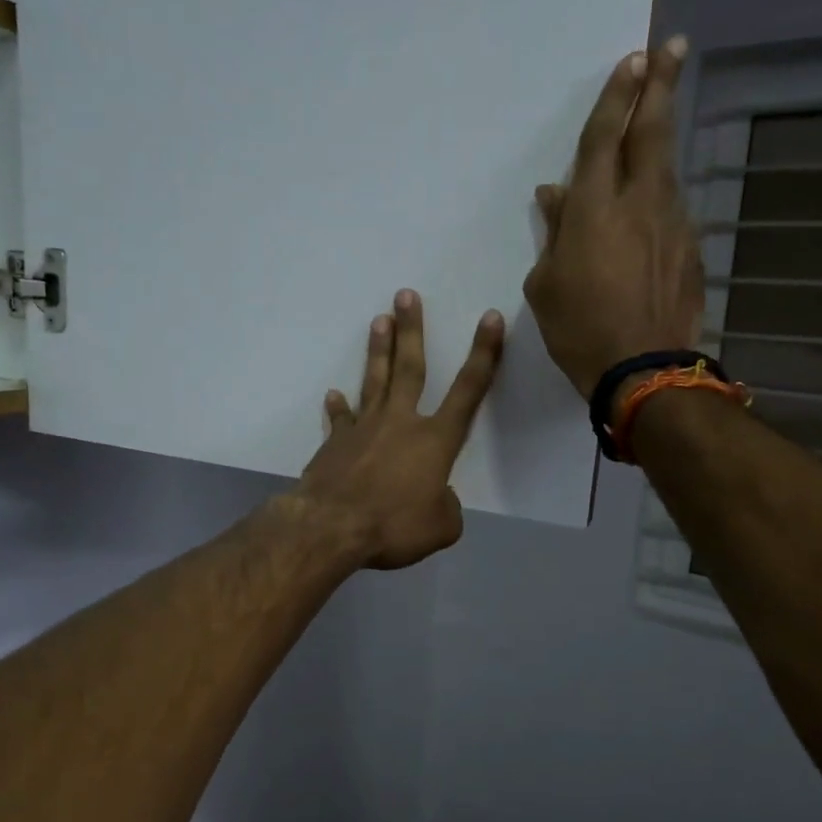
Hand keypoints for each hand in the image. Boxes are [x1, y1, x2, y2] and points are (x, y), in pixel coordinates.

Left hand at [291, 290, 504, 570]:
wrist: (331, 527)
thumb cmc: (393, 526)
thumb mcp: (440, 527)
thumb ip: (446, 508)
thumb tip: (436, 498)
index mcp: (435, 441)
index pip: (468, 391)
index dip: (483, 354)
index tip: (489, 318)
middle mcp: (400, 423)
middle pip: (410, 368)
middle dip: (412, 330)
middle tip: (406, 294)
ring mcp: (364, 429)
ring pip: (374, 381)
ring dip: (379, 351)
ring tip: (379, 320)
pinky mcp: (334, 443)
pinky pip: (339, 420)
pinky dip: (338, 409)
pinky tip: (334, 395)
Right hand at [523, 38, 705, 398]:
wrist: (642, 368)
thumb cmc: (578, 328)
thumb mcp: (545, 284)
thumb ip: (553, 232)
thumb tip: (555, 194)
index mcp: (594, 208)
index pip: (606, 137)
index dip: (617, 96)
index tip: (633, 59)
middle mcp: (639, 202)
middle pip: (652, 132)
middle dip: (660, 86)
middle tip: (672, 49)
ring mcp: (671, 222)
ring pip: (666, 167)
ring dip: (662, 137)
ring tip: (658, 117)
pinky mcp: (689, 247)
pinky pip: (670, 208)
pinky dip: (659, 194)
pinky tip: (650, 204)